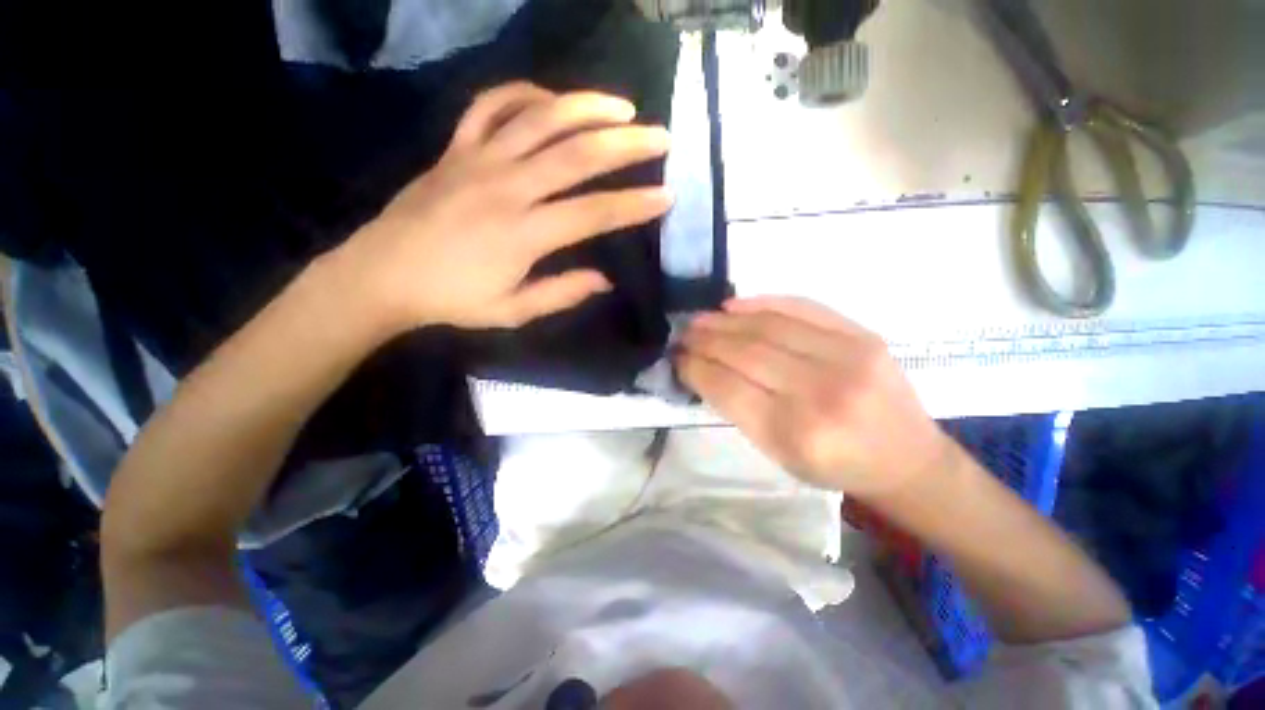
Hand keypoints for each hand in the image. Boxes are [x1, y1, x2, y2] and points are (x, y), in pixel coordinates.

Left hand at [332, 82, 671, 331]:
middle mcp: (507, 187)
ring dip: (586, 107)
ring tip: (622, 107)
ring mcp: (478, 159)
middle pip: (576, 154)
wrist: (382, 274)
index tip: (666, 197)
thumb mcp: (513, 311)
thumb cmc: (452, 299)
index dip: (634, 206)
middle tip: (661, 138)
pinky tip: (551, 101)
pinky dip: (524, 95)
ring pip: (540, 118)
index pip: (593, 213)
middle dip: (626, 145)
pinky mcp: (456, 148)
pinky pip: (491, 106)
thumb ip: (561, 294)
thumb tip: (604, 280)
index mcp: (523, 234)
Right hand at [678, 297, 951, 496]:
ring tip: (700, 319)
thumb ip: (739, 410)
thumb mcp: (778, 455)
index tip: (677, 358)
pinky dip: (762, 303)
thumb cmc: (834, 466)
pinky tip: (734, 305)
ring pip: (769, 327)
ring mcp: (848, 358)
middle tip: (682, 334)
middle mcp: (821, 393)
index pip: (729, 388)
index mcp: (796, 434)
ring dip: (725, 320)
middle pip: (746, 353)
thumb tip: (703, 369)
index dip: (696, 368)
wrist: (906, 458)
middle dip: (705, 340)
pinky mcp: (863, 335)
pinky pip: (802, 307)